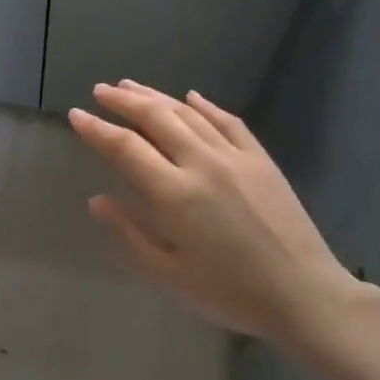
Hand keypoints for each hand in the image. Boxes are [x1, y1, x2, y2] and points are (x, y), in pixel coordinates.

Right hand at [68, 80, 363, 340]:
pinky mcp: (261, 159)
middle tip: (101, 91)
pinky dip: (205, 105)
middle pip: (156, 118)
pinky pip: (228, 121)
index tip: (76, 115)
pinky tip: (191, 96)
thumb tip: (98, 200)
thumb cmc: (230, 292)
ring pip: (188, 113)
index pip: (126, 148)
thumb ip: (131, 232)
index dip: (97, 129)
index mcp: (174, 194)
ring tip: (131, 85)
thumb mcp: (170, 274)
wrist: (303, 294)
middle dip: (124, 100)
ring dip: (156, 96)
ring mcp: (235, 156)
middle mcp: (202, 163)